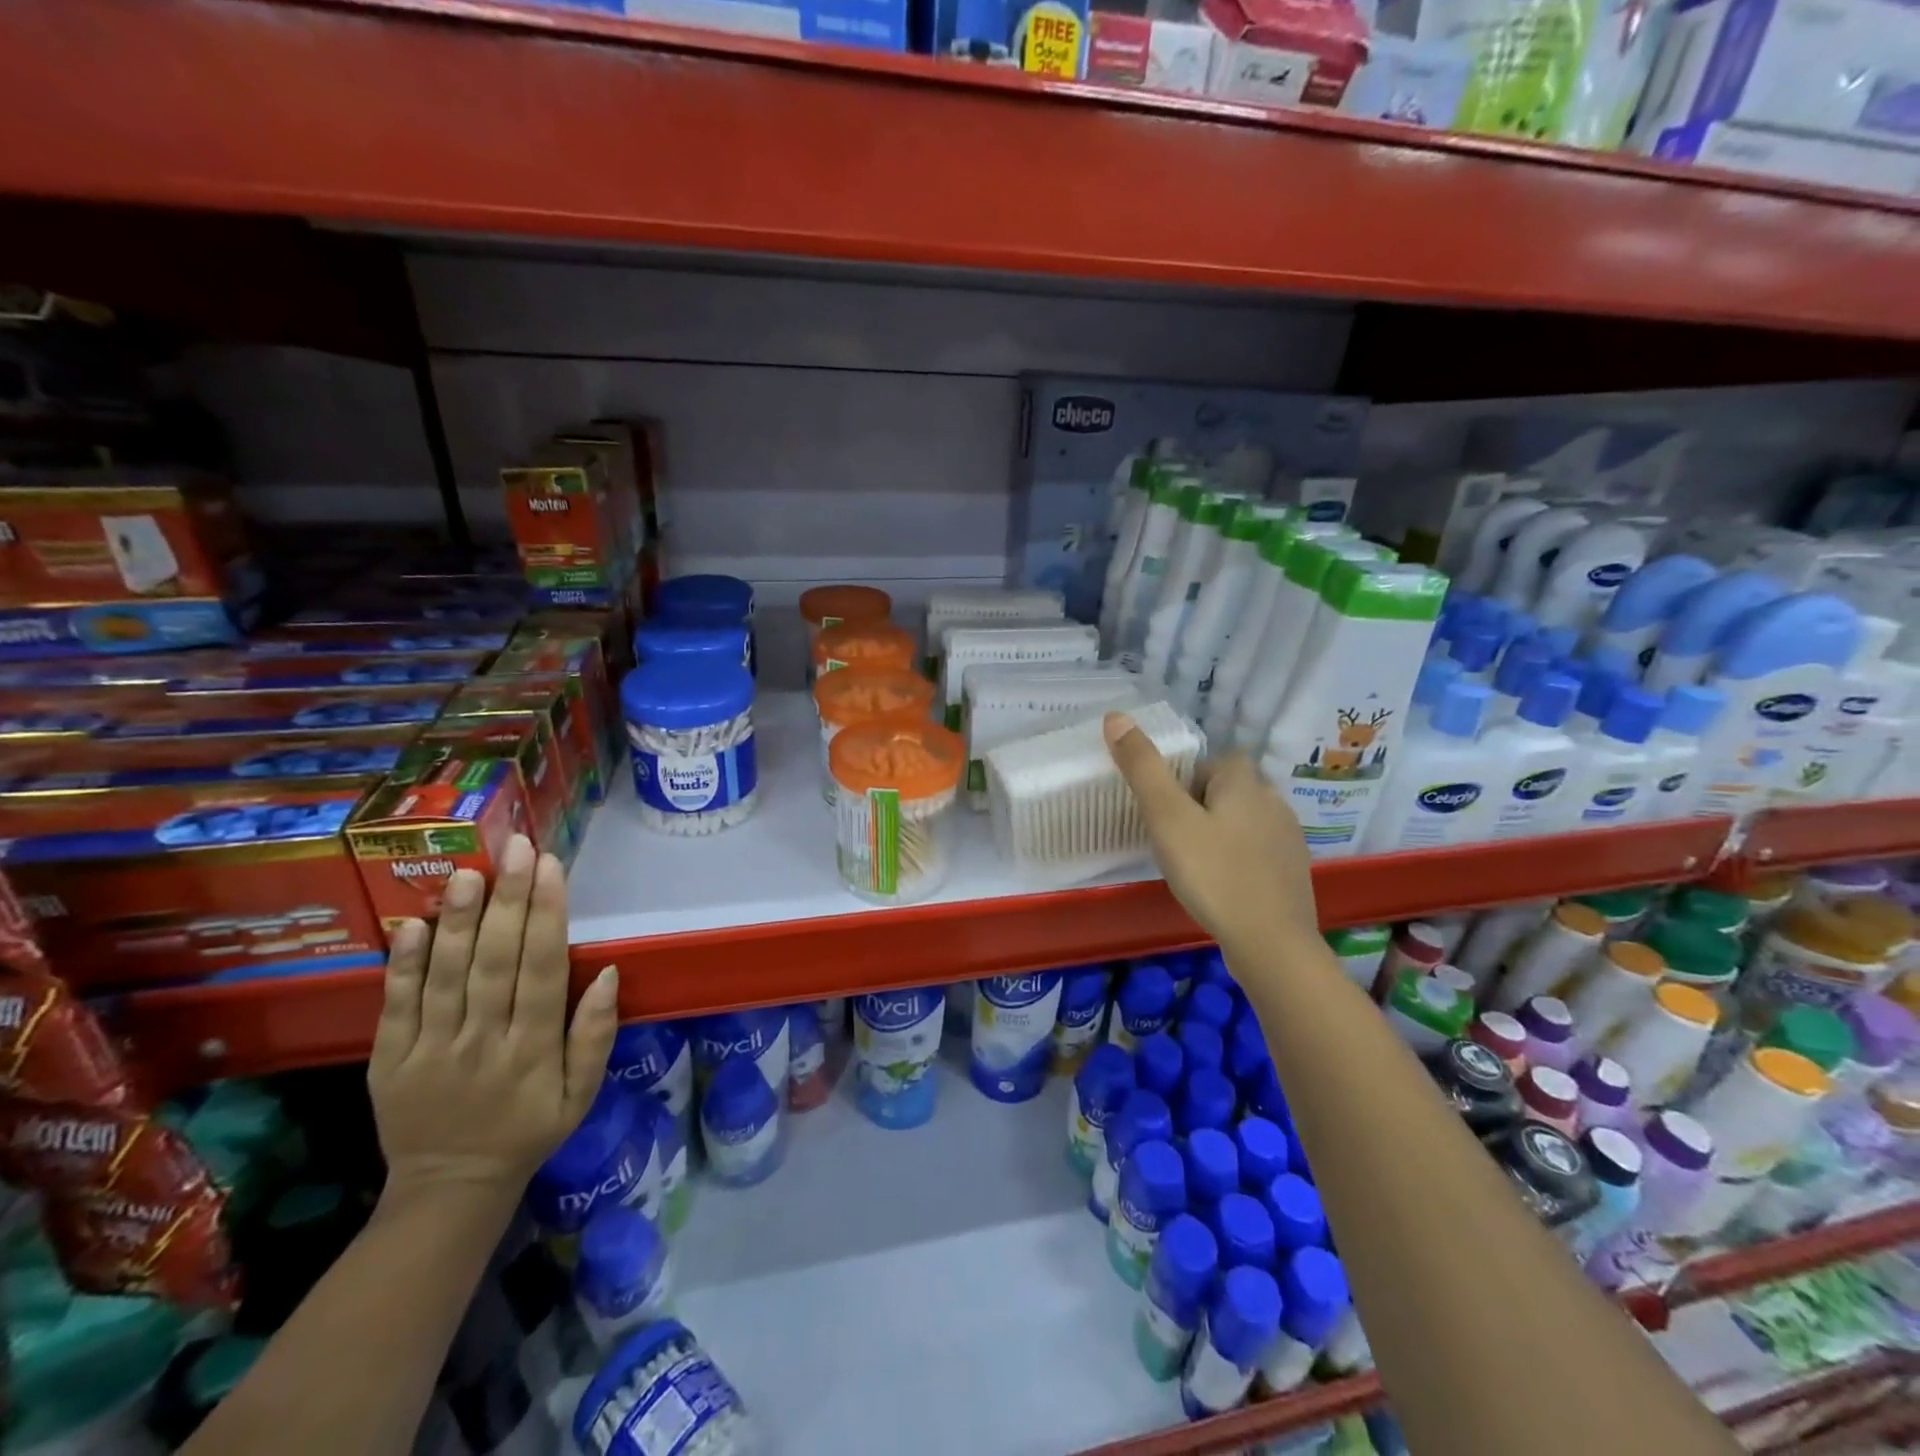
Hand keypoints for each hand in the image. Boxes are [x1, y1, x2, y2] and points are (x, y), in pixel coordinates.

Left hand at [369, 834, 619, 1206]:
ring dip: (457, 921)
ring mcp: (431, 1051)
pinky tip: (413, 924)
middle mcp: (483, 1043)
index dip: (548, 916)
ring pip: (446, 976)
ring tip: (467, 872)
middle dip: (508, 900)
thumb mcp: (582, 1093)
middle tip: (516, 848)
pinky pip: (396, 1006)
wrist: (449, 1188)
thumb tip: (610, 973)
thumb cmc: (530, 1129)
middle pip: (496, 962)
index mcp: (534, 1051)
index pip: (544, 970)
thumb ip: (596, 1035)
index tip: (551, 869)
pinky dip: (403, 964)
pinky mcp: (389, 1061)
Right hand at [1104, 711, 1319, 956]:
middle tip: (1174, 836)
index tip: (1169, 807)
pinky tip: (1223, 886)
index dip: (1191, 777)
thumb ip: (1143, 768)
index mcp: (1244, 783)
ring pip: (1247, 820)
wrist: (1271, 943)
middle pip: (1233, 788)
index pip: (1218, 760)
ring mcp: (1289, 839)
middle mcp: (1274, 801)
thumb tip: (1116, 715)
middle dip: (1205, 804)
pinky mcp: (1294, 872)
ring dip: (1223, 831)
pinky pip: (1260, 851)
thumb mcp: (1167, 818)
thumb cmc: (1213, 873)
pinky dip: (1240, 859)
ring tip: (1195, 862)